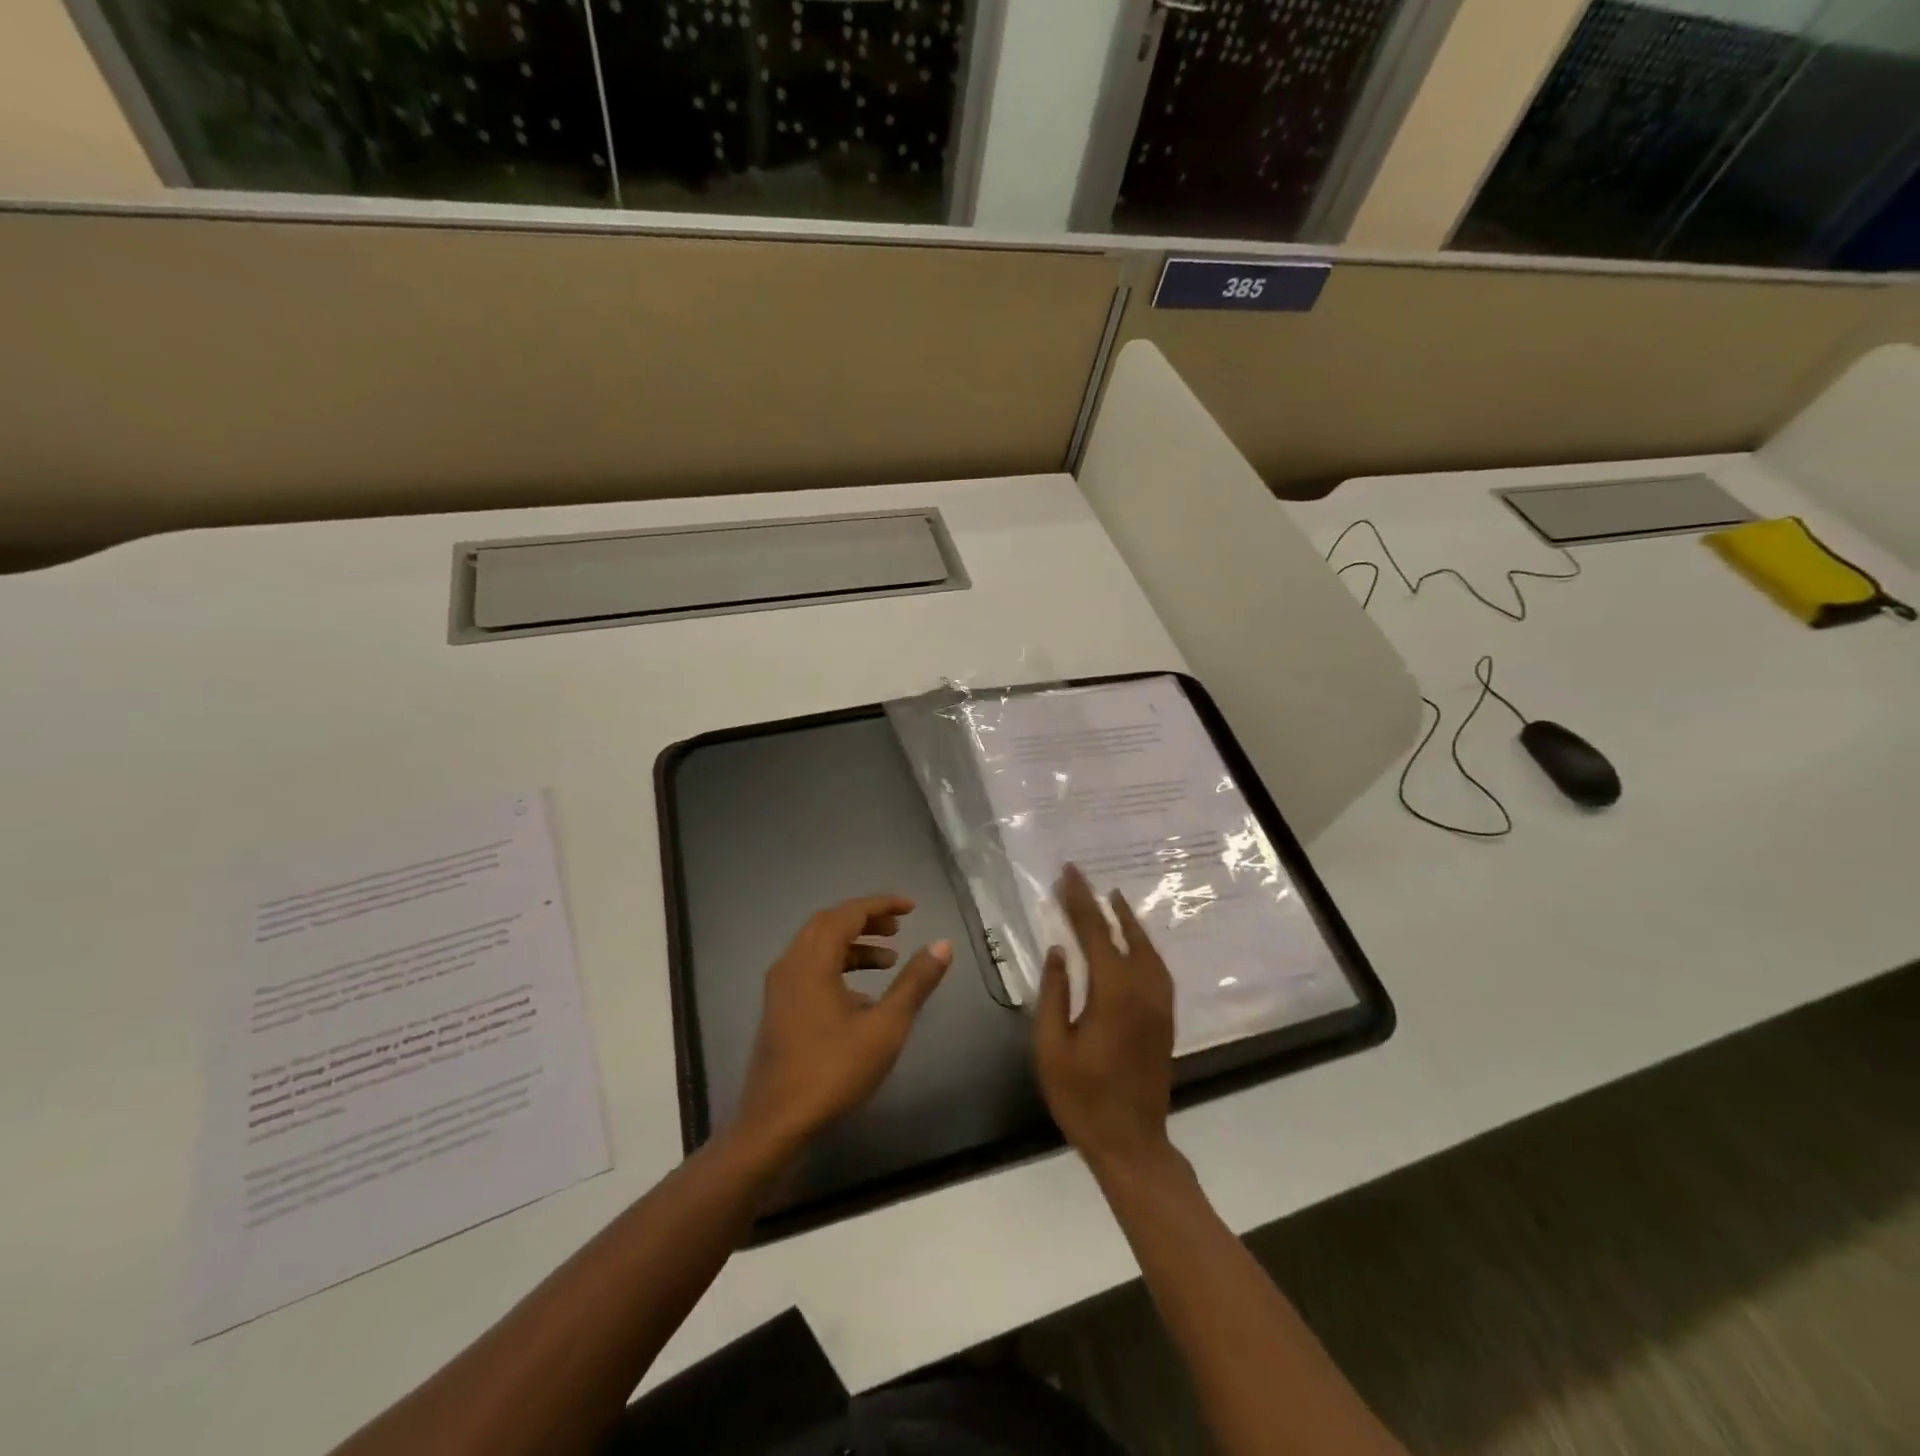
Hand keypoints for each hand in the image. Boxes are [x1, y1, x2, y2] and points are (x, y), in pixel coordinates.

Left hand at [736, 895, 951, 1153]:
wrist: (776, 1125)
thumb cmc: (833, 1071)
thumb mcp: (885, 1027)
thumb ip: (914, 983)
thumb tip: (942, 944)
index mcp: (812, 961)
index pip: (848, 914)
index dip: (881, 905)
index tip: (911, 907)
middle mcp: (790, 964)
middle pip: (829, 924)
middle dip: (866, 920)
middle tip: (899, 927)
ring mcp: (779, 988)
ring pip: (818, 947)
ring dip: (853, 945)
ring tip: (889, 960)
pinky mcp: (778, 1009)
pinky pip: (810, 969)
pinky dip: (838, 966)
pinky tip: (863, 996)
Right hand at [1035, 864, 1175, 1175]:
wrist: (1132, 1142)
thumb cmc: (1082, 1097)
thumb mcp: (1052, 1048)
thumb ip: (1054, 994)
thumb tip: (1059, 951)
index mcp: (1113, 994)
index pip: (1095, 933)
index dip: (1078, 902)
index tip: (1066, 874)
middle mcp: (1143, 990)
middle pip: (1122, 933)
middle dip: (1099, 902)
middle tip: (1080, 877)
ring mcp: (1160, 1004)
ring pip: (1146, 948)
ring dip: (1127, 920)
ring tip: (1110, 898)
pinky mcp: (1165, 1017)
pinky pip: (1156, 966)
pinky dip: (1142, 943)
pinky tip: (1131, 941)